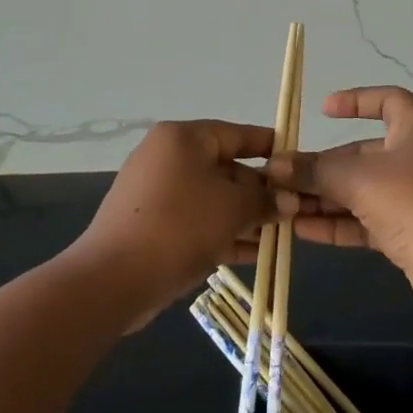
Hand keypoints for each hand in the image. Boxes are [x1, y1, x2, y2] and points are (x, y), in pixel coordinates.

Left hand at [73, 120, 275, 323]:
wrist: (113, 278)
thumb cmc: (180, 226)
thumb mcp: (233, 208)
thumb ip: (265, 199)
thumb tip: (290, 200)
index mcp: (183, 139)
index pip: (236, 134)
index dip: (270, 147)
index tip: (298, 162)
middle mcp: (167, 158)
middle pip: (225, 168)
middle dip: (260, 192)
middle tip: (295, 210)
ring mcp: (157, 193)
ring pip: (212, 199)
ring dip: (246, 217)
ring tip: (281, 236)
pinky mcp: (152, 226)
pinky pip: (197, 222)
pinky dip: (223, 233)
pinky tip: (255, 253)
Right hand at [267, 87, 412, 319]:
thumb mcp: (357, 180)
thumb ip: (314, 171)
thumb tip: (275, 166)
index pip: (388, 100)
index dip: (356, 100)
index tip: (323, 111)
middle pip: (364, 153)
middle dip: (324, 166)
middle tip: (285, 176)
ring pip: (364, 190)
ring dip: (326, 197)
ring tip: (284, 205)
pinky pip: (369, 220)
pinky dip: (340, 222)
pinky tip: (301, 230)